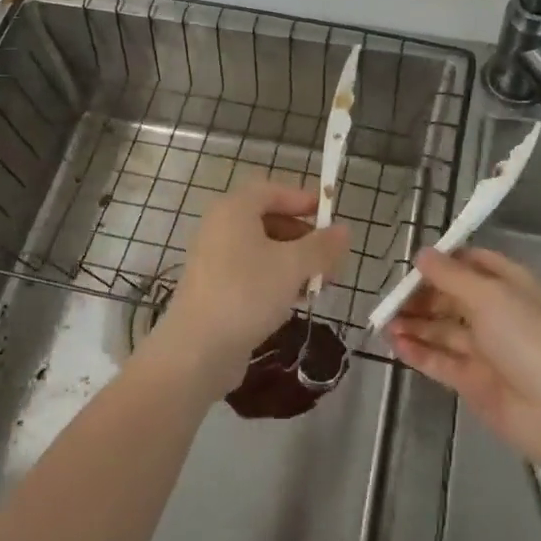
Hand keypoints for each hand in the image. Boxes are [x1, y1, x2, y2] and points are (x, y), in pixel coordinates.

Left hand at [157, 180, 350, 388]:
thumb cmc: (246, 294)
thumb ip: (321, 246)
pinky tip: (296, 300)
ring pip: (263, 249)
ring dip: (294, 261)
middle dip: (304, 236)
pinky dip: (276, 278)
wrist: (197, 350)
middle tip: (331, 258)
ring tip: (320, 283)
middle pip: (269, 219)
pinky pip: (252, 272)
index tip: (330, 217)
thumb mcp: (293, 266)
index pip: (272, 190)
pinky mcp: (216, 289)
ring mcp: (215, 259)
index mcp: (235, 210)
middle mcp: (221, 227)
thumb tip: (344, 230)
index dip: (303, 199)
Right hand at [388, 247, 540, 468]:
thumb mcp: (488, 295)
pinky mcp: (473, 382)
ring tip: (384, 322)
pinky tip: (395, 344)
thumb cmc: (527, 337)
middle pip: (452, 298)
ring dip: (414, 324)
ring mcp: (485, 350)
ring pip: (443, 330)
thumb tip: (422, 254)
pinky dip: (418, 351)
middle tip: (390, 299)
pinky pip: (440, 361)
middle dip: (421, 296)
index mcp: (510, 285)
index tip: (413, 263)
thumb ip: (450, 275)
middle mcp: (497, 314)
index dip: (444, 262)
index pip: (473, 263)